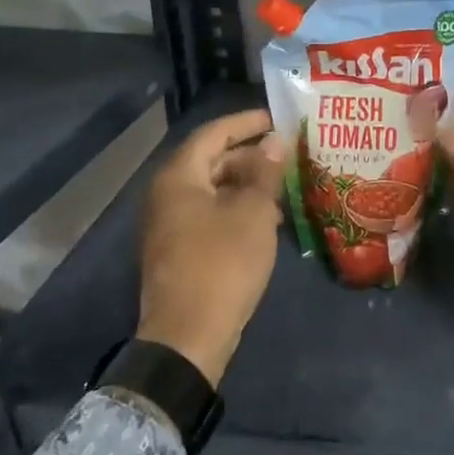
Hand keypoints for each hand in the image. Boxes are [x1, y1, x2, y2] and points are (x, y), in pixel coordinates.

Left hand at [136, 108, 286, 385]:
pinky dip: (236, 210)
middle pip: (212, 161)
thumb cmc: (222, 263)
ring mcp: (169, 224)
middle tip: (287, 157)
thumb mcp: (253, 213)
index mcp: (179, 177)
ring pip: (212, 190)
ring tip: (284, 190)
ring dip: (247, 186)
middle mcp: (166, 194)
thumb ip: (265, 172)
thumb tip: (274, 140)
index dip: (246, 122)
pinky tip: (267, 222)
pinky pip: (209, 215)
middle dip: (250, 157)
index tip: (277, 118)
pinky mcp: (178, 250)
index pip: (213, 133)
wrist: (188, 336)